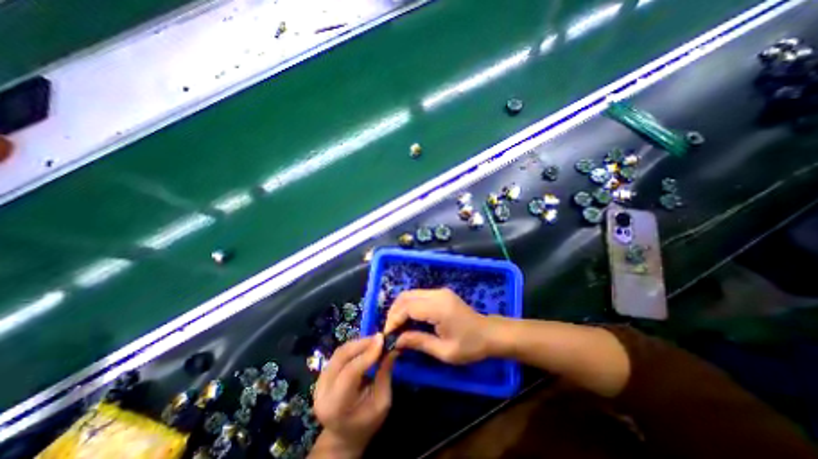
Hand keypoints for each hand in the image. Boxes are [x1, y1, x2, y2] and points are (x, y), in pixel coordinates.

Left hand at [312, 333, 397, 457]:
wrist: (343, 436)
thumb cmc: (366, 422)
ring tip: (374, 340)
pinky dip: (353, 347)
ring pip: (339, 352)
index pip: (350, 372)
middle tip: (379, 337)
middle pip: (341, 357)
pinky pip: (338, 354)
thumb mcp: (382, 402)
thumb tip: (392, 349)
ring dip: (358, 343)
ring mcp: (318, 381)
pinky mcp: (321, 374)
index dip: (367, 354)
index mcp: (336, 405)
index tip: (382, 339)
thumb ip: (385, 374)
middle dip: (362, 344)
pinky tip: (365, 346)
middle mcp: (322, 391)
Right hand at [385, 288, 494, 364]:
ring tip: (396, 326)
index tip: (387, 334)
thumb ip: (419, 342)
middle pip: (406, 296)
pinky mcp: (440, 293)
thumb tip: (397, 340)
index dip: (394, 319)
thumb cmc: (470, 346)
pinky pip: (418, 295)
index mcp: (439, 307)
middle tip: (390, 330)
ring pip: (411, 293)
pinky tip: (408, 319)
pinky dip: (409, 305)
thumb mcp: (444, 351)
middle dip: (394, 312)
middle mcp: (437, 294)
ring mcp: (439, 292)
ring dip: (400, 308)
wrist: (489, 333)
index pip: (408, 307)